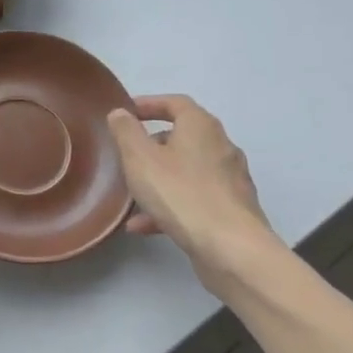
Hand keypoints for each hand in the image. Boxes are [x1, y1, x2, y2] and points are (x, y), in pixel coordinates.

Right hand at [107, 95, 283, 294]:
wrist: (231, 249)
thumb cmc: (180, 193)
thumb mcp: (140, 158)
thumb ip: (126, 131)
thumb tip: (120, 113)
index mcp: (201, 127)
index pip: (175, 103)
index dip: (149, 104)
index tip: (126, 112)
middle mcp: (221, 147)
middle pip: (183, 137)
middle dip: (152, 145)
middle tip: (127, 156)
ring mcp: (230, 180)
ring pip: (186, 171)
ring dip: (158, 180)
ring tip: (131, 197)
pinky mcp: (232, 210)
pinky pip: (194, 199)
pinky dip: (170, 206)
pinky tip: (143, 226)